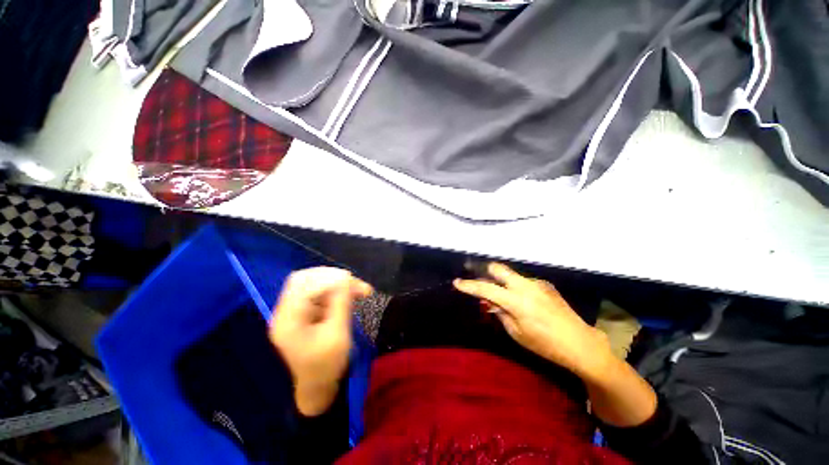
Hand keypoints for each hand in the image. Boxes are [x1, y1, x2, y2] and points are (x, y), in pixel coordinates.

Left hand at [269, 267, 371, 415]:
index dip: (327, 278)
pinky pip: (319, 293)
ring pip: (314, 284)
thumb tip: (345, 277)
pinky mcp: (304, 312)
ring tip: (361, 289)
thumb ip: (340, 303)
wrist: (319, 386)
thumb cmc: (327, 365)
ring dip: (337, 283)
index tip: (351, 279)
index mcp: (287, 320)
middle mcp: (285, 312)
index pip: (302, 285)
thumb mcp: (337, 334)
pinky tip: (352, 294)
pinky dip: (336, 291)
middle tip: (355, 282)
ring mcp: (294, 311)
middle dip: (332, 277)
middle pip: (305, 279)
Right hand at [453, 263, 612, 381]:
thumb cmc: (546, 345)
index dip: (469, 286)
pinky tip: (522, 302)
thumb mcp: (517, 333)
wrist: (581, 344)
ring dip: (502, 282)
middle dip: (486, 272)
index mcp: (516, 301)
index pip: (486, 288)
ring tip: (502, 298)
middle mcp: (525, 286)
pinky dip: (516, 288)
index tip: (457, 282)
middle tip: (480, 282)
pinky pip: (523, 282)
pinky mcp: (546, 286)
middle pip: (499, 269)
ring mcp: (537, 284)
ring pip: (511, 275)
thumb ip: (500, 313)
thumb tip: (491, 302)